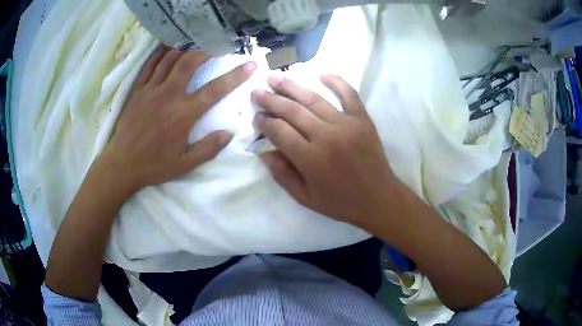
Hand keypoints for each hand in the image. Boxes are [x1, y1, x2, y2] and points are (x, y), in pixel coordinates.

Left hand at [105, 47, 255, 191]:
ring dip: (186, 47)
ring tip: (196, 42)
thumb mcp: (185, 164)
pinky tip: (169, 46)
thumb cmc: (154, 165)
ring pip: (170, 59)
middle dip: (207, 49)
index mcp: (183, 114)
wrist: (122, 164)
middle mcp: (169, 95)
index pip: (215, 90)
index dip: (235, 76)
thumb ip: (208, 148)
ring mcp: (151, 90)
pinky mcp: (138, 90)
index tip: (250, 64)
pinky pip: (150, 65)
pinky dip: (161, 53)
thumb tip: (229, 133)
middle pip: (189, 62)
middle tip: (218, 45)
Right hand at [252, 75, 398, 227]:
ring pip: (313, 99)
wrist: (378, 198)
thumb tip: (264, 152)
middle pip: (292, 111)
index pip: (279, 132)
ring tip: (274, 78)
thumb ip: (282, 175)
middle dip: (271, 100)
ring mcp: (346, 124)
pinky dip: (336, 82)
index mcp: (310, 159)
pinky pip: (349, 94)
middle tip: (256, 92)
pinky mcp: (362, 119)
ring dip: (291, 87)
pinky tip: (321, 73)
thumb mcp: (305, 198)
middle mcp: (326, 136)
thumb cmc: (341, 202)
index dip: (264, 123)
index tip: (257, 117)